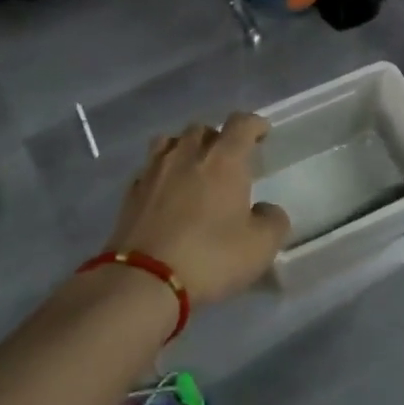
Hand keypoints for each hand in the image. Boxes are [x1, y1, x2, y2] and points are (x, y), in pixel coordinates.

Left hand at [103, 113, 291, 304]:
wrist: (144, 280)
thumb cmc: (210, 257)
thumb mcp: (260, 246)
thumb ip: (273, 221)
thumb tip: (266, 210)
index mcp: (223, 160)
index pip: (241, 124)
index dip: (254, 124)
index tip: (262, 132)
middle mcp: (187, 155)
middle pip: (202, 129)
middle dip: (218, 138)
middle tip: (228, 159)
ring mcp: (153, 171)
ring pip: (169, 142)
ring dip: (184, 148)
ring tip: (192, 167)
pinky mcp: (130, 193)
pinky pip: (149, 169)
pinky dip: (161, 173)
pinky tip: (166, 192)